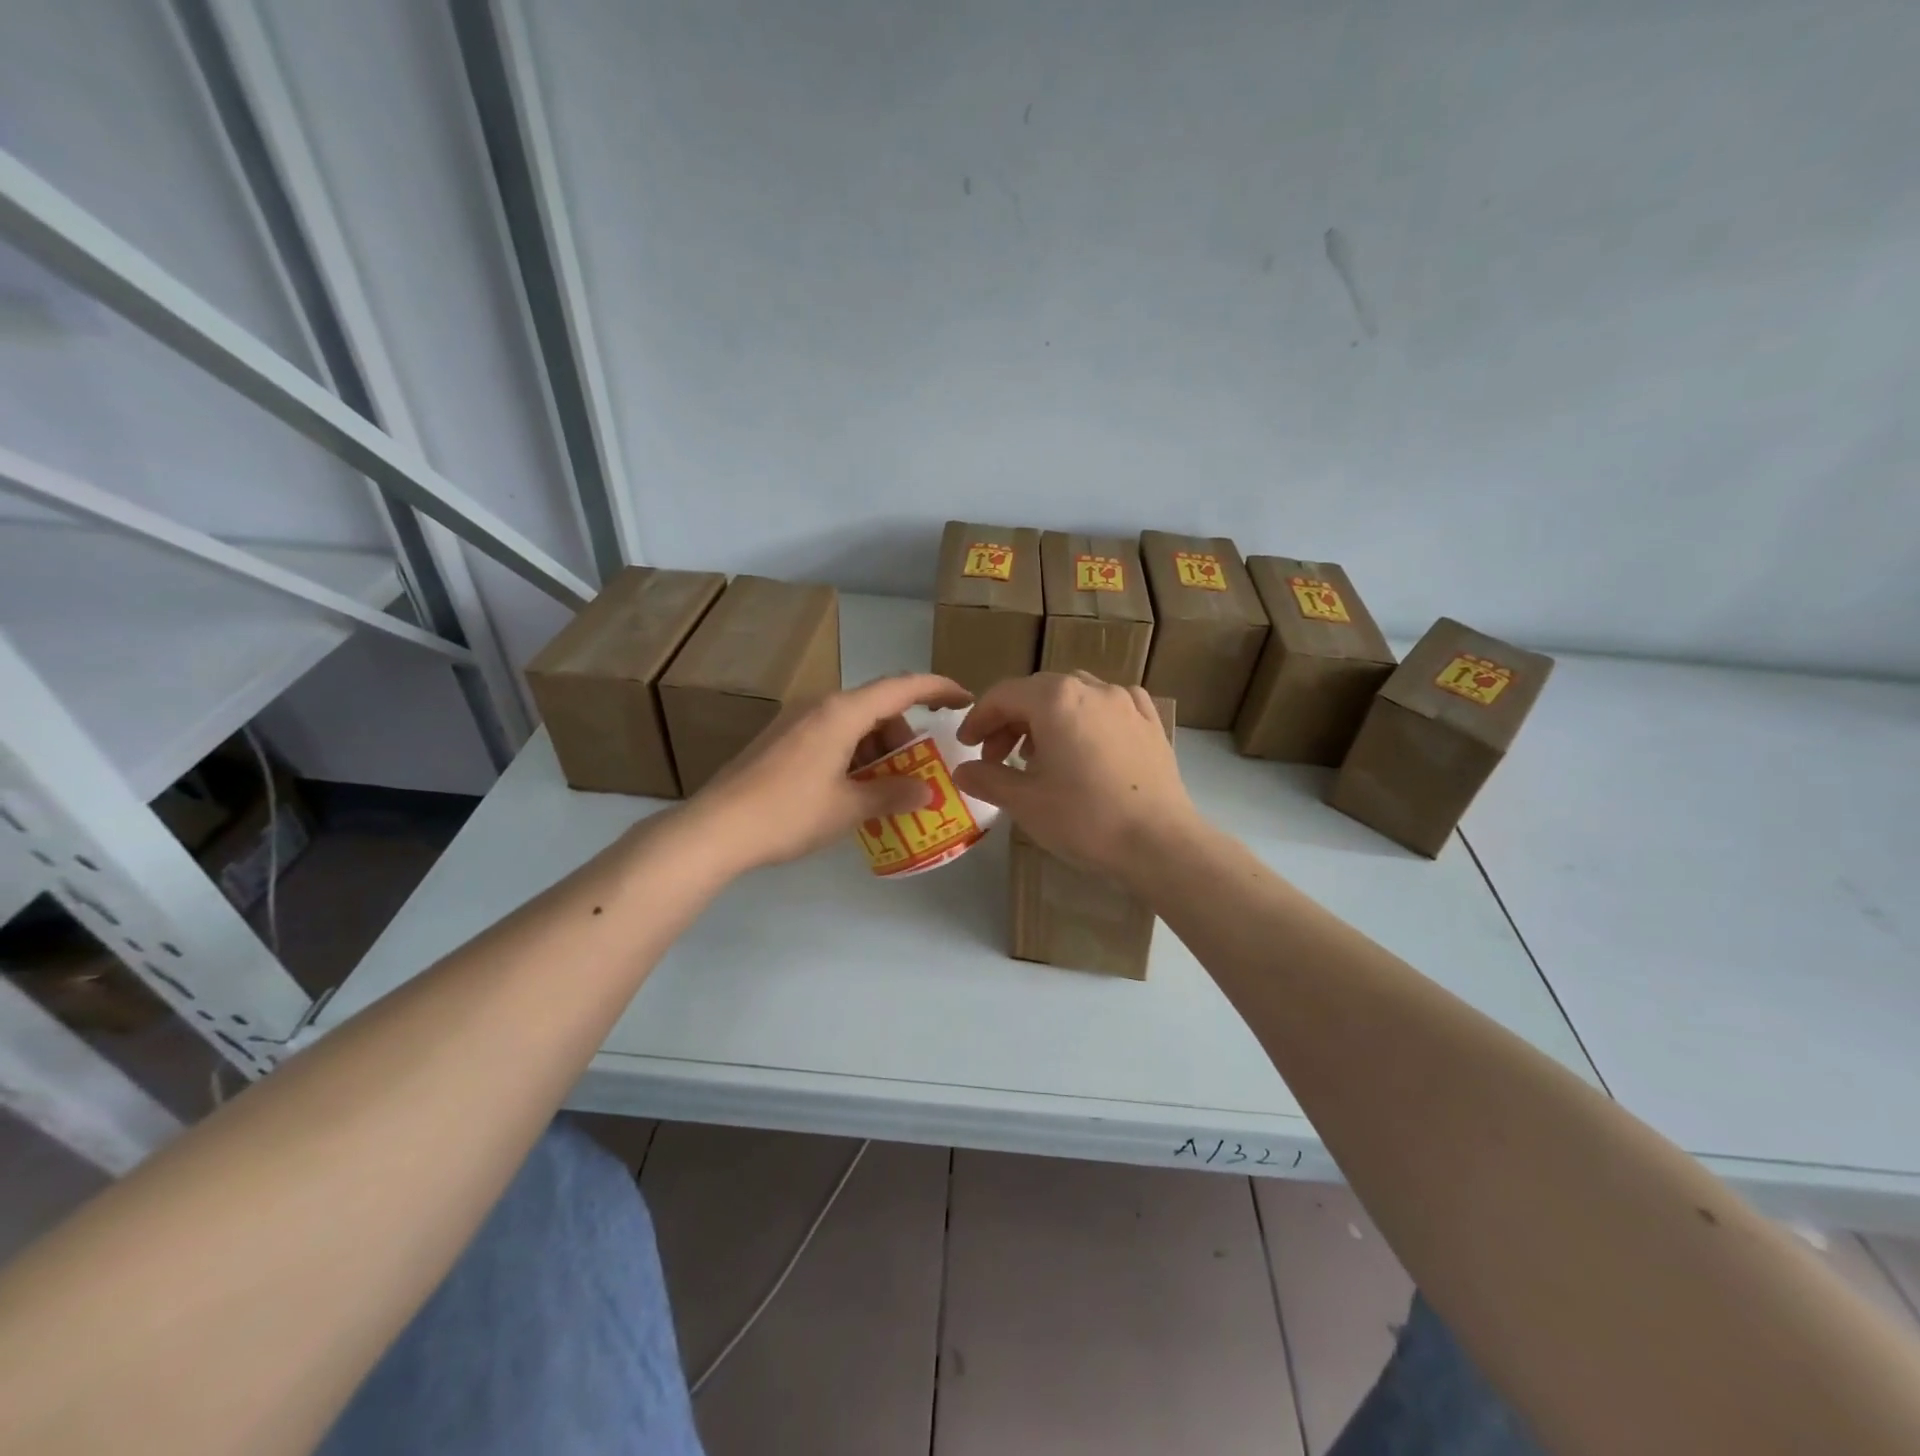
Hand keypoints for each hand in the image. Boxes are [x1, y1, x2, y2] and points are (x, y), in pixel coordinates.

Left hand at [691, 673, 971, 870]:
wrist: (716, 828)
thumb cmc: (789, 813)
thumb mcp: (849, 807)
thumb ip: (893, 794)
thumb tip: (926, 791)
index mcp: (841, 712)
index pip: (902, 686)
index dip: (938, 688)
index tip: (964, 699)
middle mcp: (819, 705)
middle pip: (877, 706)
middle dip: (904, 735)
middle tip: (915, 773)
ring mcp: (795, 720)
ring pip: (853, 721)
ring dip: (877, 747)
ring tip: (883, 788)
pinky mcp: (780, 738)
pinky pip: (830, 734)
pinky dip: (852, 753)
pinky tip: (850, 789)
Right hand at [953, 671, 1201, 883]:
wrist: (1160, 843)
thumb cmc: (1085, 819)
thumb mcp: (1025, 802)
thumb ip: (988, 778)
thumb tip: (962, 771)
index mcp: (1056, 699)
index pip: (1004, 695)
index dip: (978, 718)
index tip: (967, 746)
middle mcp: (1092, 688)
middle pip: (1038, 692)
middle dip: (1011, 720)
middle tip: (997, 757)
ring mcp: (1126, 702)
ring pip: (1074, 695)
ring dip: (1047, 718)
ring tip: (1039, 755)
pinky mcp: (1150, 722)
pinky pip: (1108, 706)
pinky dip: (1086, 717)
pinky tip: (1086, 743)